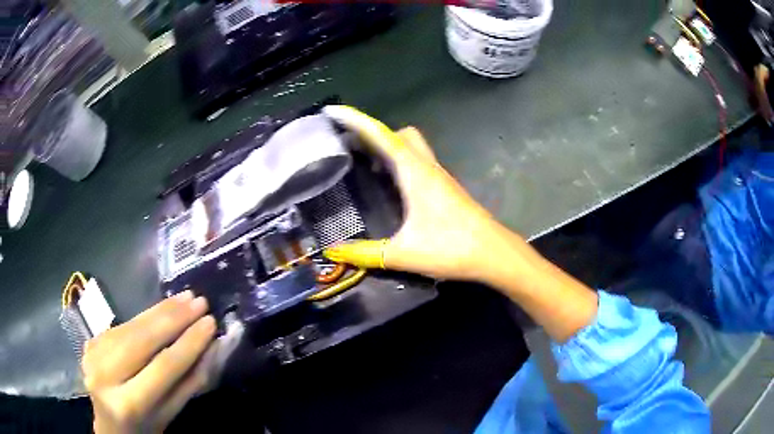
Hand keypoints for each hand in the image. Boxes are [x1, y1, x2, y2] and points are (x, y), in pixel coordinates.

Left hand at [82, 290, 215, 432]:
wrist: (107, 424)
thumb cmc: (144, 429)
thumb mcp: (168, 415)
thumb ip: (188, 384)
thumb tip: (210, 350)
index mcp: (128, 404)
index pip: (162, 367)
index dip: (188, 343)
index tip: (210, 323)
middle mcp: (105, 376)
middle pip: (142, 340)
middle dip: (173, 318)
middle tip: (199, 301)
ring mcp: (93, 355)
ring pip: (130, 327)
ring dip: (160, 310)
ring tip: (185, 297)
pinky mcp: (90, 342)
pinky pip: (122, 326)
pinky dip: (144, 316)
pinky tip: (161, 308)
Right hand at [322, 105, 511, 281]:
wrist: (494, 254)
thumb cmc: (451, 248)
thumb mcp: (403, 253)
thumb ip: (365, 253)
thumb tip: (333, 250)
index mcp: (414, 172)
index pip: (380, 135)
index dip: (354, 120)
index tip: (332, 111)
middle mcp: (426, 167)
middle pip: (398, 134)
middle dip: (372, 132)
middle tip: (347, 143)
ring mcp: (438, 177)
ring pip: (410, 147)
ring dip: (386, 147)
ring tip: (361, 161)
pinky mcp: (444, 188)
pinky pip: (416, 163)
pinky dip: (398, 163)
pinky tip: (388, 185)